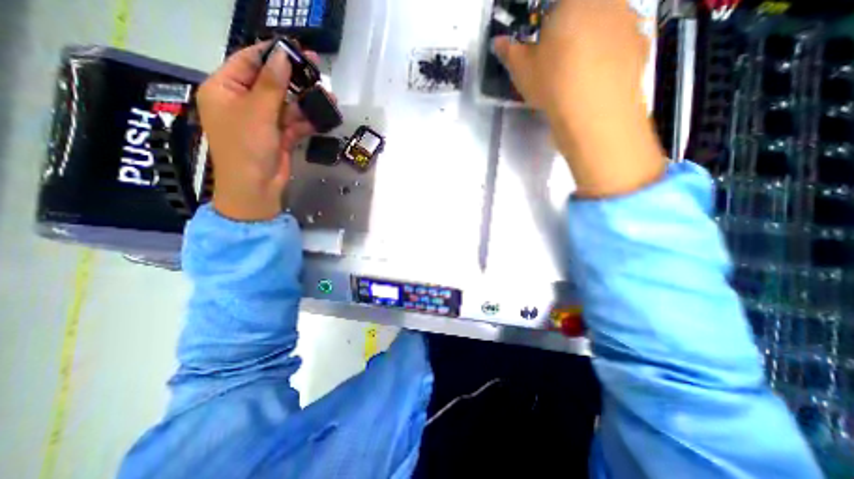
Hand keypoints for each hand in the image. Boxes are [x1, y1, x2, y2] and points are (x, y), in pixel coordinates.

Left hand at [198, 41, 325, 220]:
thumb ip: (272, 83)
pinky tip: (324, 117)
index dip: (272, 53)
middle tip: (318, 70)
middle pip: (271, 83)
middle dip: (295, 79)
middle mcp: (243, 102)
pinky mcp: (279, 137)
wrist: (256, 188)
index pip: (248, 61)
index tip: (297, 49)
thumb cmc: (247, 147)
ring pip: (287, 105)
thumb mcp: (258, 111)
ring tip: (329, 98)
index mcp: (224, 89)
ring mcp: (263, 121)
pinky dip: (308, 121)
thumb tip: (284, 55)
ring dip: (306, 103)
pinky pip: (295, 123)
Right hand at [495, 0, 666, 197]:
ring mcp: (629, 21)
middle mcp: (607, 1)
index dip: (547, 22)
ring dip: (591, 40)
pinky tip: (596, 80)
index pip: (556, 5)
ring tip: (577, 73)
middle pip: (585, 9)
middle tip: (557, 57)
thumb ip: (509, 51)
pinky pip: (621, 44)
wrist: (593, 112)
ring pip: (606, 24)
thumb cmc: (552, 82)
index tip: (541, 40)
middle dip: (570, 27)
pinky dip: (609, 56)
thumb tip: (498, 42)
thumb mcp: (521, 70)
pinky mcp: (641, 46)